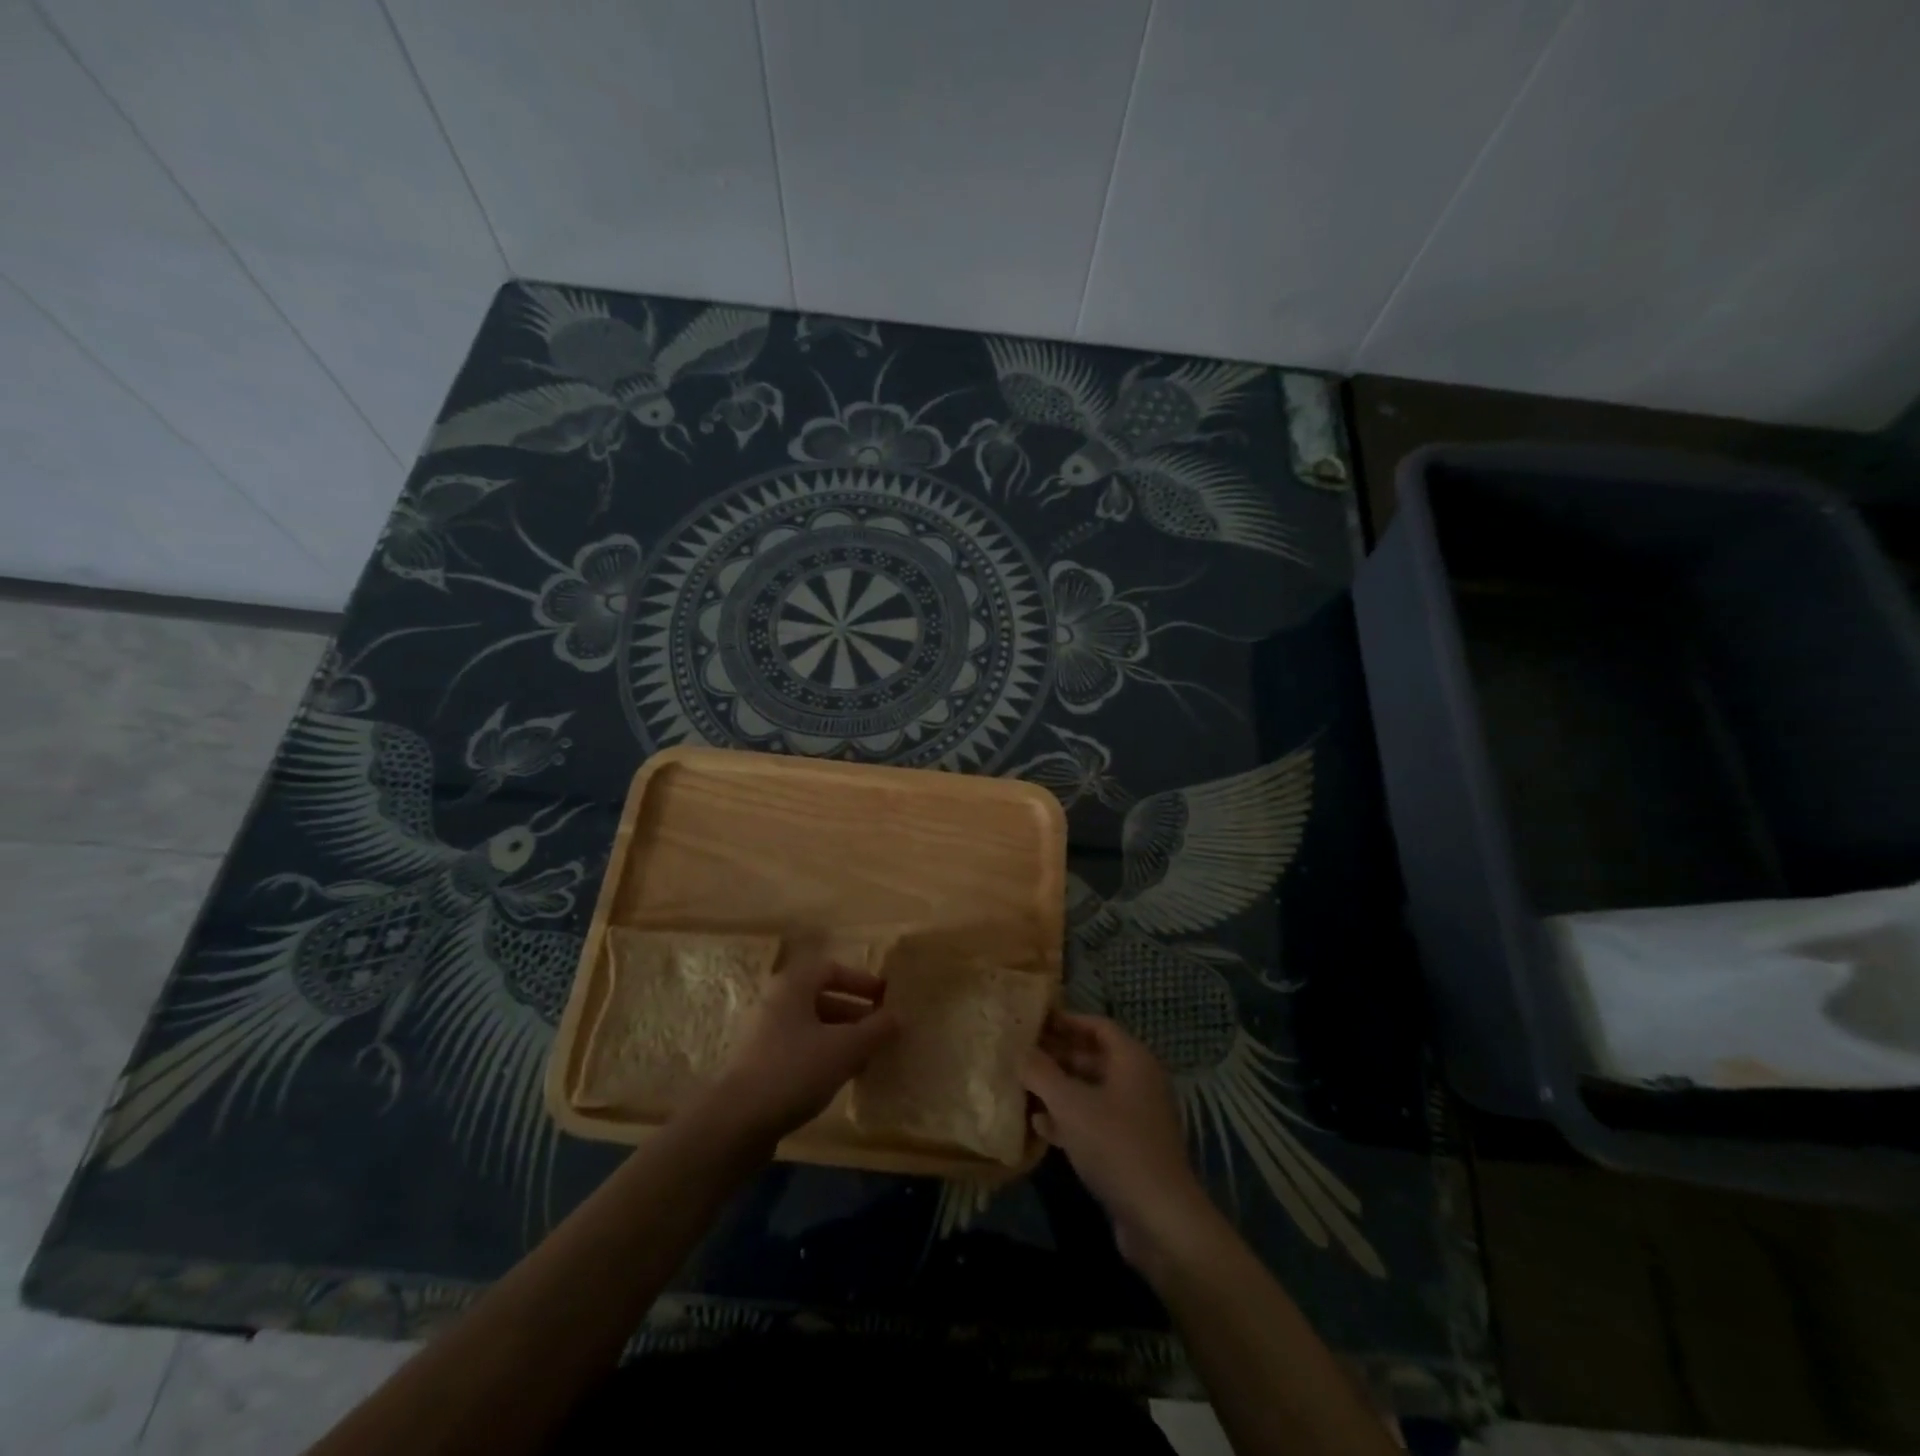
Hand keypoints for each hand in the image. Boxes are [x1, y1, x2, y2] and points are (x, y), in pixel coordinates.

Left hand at [696, 957, 899, 1144]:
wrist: (736, 1122)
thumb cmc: (794, 1070)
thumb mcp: (845, 1048)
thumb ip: (876, 1030)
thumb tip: (899, 1016)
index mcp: (792, 986)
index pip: (831, 969)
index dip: (861, 981)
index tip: (885, 997)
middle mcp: (775, 1002)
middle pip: (821, 997)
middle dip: (855, 1012)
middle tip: (882, 1030)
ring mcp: (763, 1035)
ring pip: (811, 1026)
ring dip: (841, 1037)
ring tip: (867, 1057)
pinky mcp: (759, 1065)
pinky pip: (799, 1049)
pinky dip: (823, 1055)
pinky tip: (840, 1077)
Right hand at [1022, 1012, 1219, 1272]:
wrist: (1160, 1218)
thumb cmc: (1115, 1146)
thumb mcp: (1070, 1105)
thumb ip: (1041, 1073)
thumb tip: (1020, 1051)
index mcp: (1132, 1059)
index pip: (1096, 1024)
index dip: (1065, 1020)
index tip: (1033, 1021)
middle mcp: (1138, 1080)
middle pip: (1093, 1056)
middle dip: (1057, 1055)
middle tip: (1021, 1054)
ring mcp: (1136, 1115)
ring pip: (1092, 1090)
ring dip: (1059, 1088)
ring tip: (1023, 1086)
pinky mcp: (1130, 1147)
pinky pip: (1095, 1119)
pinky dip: (1069, 1117)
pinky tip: (1039, 1125)